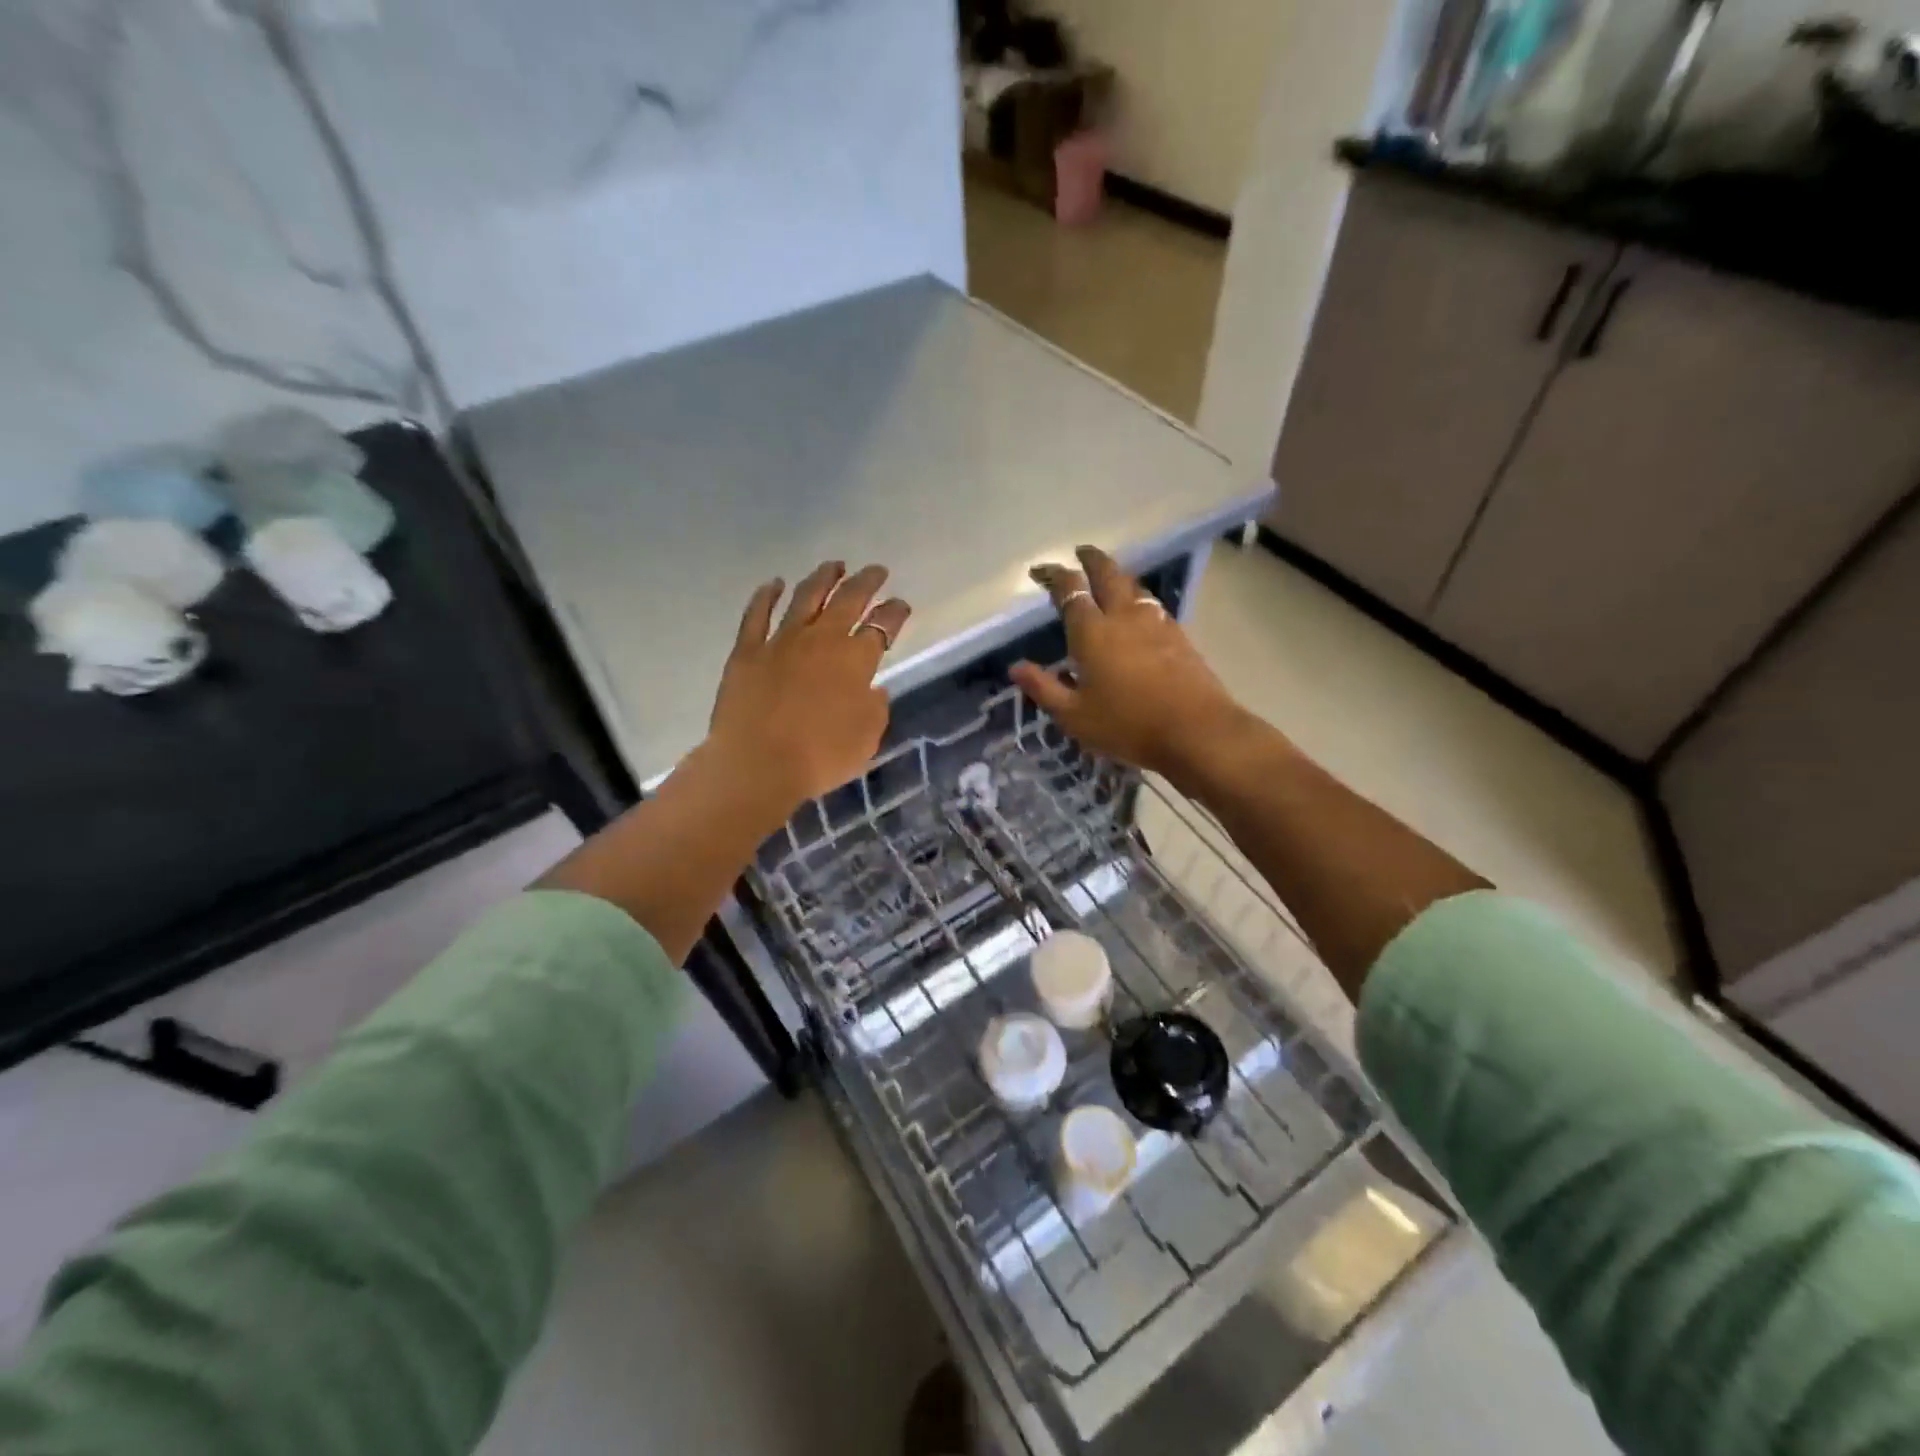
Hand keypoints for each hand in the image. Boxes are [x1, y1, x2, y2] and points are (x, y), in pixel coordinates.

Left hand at [707, 561, 911, 812]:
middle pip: (848, 600)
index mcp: (856, 660)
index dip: (895, 613)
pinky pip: (757, 614)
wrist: (758, 765)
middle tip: (876, 571)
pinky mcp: (747, 651)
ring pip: (806, 597)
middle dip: (866, 582)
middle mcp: (822, 639)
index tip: (901, 605)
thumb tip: (873, 688)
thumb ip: (875, 708)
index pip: (882, 626)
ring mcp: (781, 641)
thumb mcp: (867, 739)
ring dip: (823, 578)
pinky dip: (766, 595)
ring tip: (834, 566)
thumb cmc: (821, 757)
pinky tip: (773, 584)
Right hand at [1011, 546, 1251, 784]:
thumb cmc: (1127, 725)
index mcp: (1093, 632)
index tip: (1041, 571)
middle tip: (1080, 553)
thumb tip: (1016, 667)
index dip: (1054, 575)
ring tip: (1108, 578)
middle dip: (1091, 559)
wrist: (1197, 731)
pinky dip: (1137, 598)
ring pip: (1133, 586)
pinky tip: (1138, 610)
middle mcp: (1124, 617)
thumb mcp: (1075, 716)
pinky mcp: (1179, 636)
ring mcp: (1156, 623)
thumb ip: (1044, 688)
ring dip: (1117, 576)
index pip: (1071, 591)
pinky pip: (1152, 604)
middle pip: (1108, 574)